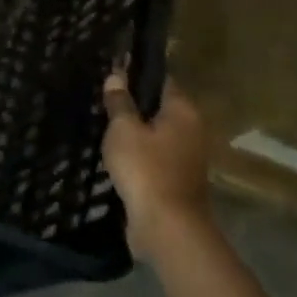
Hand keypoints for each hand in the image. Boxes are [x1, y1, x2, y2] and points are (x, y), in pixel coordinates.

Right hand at [102, 72, 212, 261]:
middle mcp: (192, 130)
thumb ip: (120, 101)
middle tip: (104, 96)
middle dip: (135, 103)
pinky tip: (115, 153)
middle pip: (160, 107)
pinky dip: (138, 154)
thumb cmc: (146, 168)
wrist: (167, 229)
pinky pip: (154, 157)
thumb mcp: (123, 129)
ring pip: (156, 134)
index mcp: (184, 111)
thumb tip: (116, 75)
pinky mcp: (177, 181)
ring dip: (136, 131)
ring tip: (104, 123)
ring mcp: (187, 158)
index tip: (114, 67)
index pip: (162, 80)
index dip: (138, 72)